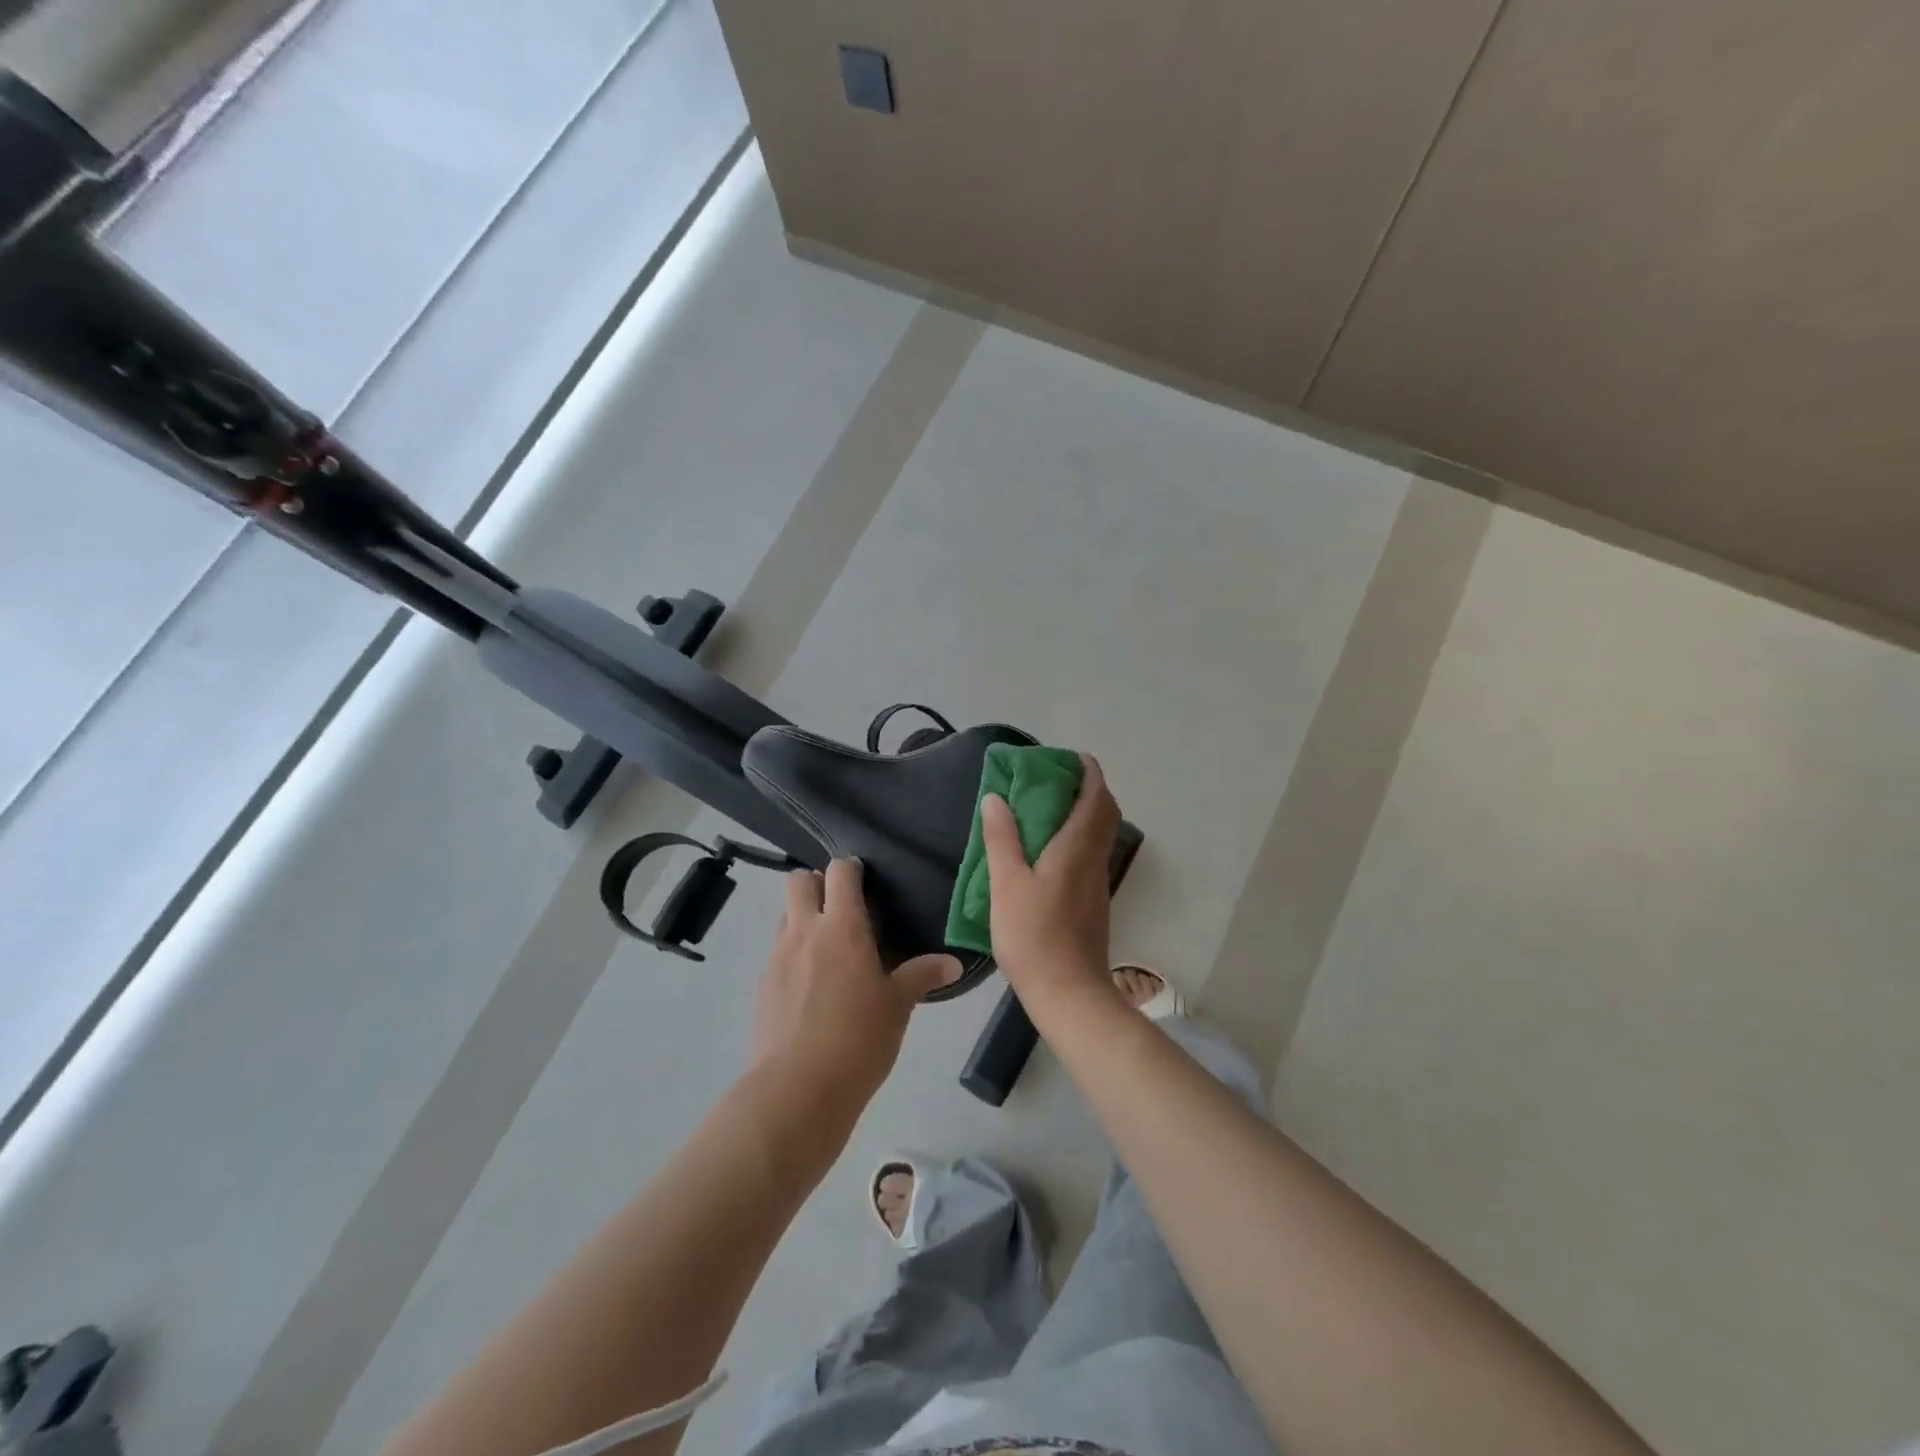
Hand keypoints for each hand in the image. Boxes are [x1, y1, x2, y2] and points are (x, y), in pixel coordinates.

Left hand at [753, 859, 959, 1109]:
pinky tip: (812, 985)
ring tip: (828, 948)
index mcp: (843, 926)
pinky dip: (793, 953)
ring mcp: (778, 956)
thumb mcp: (898, 1005)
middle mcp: (805, 930)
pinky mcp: (763, 984)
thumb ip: (923, 975)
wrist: (798, 1088)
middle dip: (817, 883)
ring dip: (803, 917)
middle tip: (842, 909)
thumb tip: (954, 962)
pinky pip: (777, 951)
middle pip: (799, 881)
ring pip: (785, 915)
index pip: (840, 872)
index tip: (866, 881)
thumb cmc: (859, 1038)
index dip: (851, 869)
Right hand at [981, 754, 1121, 1011]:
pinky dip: (1077, 839)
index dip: (1090, 772)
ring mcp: (1097, 883)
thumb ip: (1001, 839)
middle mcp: (1094, 860)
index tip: (1072, 758)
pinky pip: (1090, 856)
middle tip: (1055, 782)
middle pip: (1104, 813)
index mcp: (1077, 848)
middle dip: (1088, 790)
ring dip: (1083, 815)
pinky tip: (1048, 853)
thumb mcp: (1006, 884)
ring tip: (1046, 812)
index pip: (1096, 797)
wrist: (1069, 993)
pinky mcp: (1093, 903)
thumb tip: (996, 798)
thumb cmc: (1034, 936)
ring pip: (1099, 836)